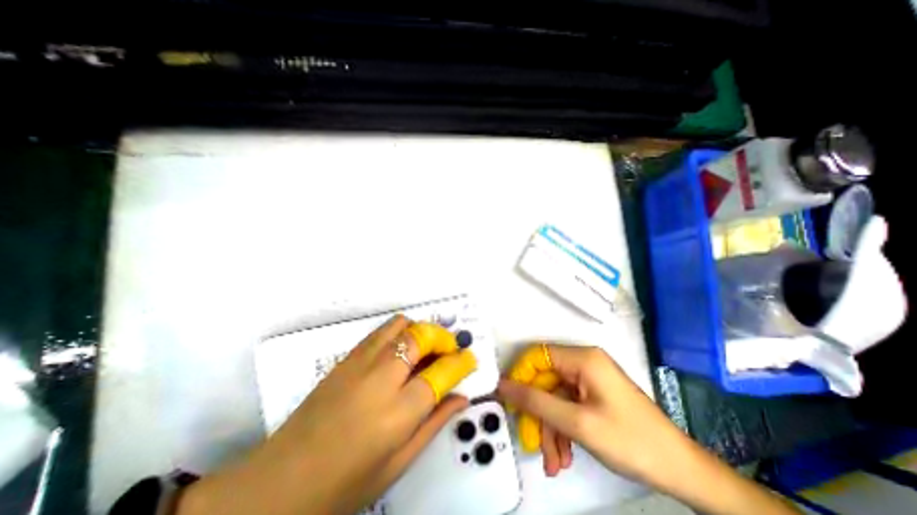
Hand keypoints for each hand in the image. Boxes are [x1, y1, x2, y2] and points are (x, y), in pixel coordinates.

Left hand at [182, 317, 480, 514]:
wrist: (278, 483)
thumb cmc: (344, 484)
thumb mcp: (399, 462)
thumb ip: (435, 423)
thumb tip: (462, 397)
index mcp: (398, 412)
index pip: (442, 372)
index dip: (461, 362)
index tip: (470, 359)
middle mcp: (382, 378)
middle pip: (422, 337)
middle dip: (443, 339)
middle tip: (449, 352)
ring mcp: (361, 363)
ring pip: (402, 325)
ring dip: (421, 332)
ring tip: (425, 350)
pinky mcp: (347, 358)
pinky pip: (382, 331)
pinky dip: (400, 332)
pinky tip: (400, 352)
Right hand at [499, 344, 672, 479]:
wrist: (681, 471)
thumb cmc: (630, 441)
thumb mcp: (577, 423)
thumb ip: (535, 402)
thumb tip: (502, 386)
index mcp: (583, 358)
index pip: (538, 356)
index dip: (521, 376)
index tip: (512, 402)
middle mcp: (584, 363)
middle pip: (546, 381)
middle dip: (539, 414)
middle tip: (533, 442)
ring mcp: (589, 379)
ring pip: (555, 398)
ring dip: (550, 428)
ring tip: (554, 461)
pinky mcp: (593, 395)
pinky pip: (567, 406)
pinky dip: (562, 429)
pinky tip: (564, 456)